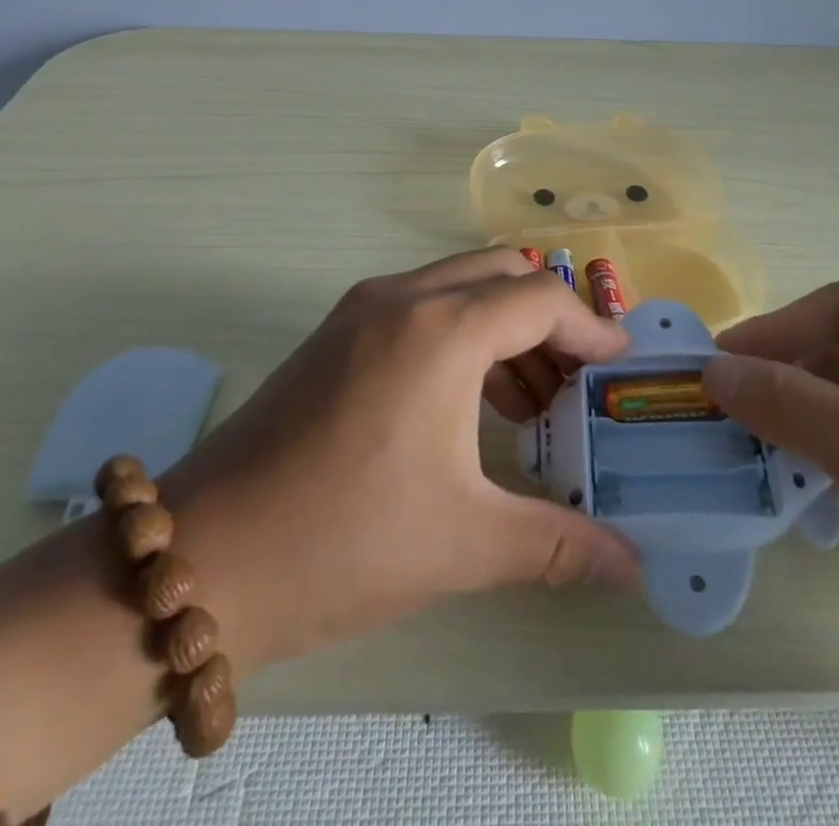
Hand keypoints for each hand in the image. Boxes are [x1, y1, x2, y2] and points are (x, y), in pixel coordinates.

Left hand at [161, 249, 638, 672]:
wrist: (206, 557)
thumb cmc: (346, 541)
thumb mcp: (464, 542)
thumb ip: (559, 544)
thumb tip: (632, 567)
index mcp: (441, 330)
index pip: (541, 299)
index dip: (589, 327)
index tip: (618, 364)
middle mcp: (403, 297)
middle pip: (501, 272)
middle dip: (549, 316)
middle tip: (575, 379)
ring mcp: (361, 308)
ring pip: (458, 283)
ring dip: (503, 323)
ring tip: (529, 401)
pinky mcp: (335, 331)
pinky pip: (420, 304)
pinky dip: (461, 331)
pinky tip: (467, 402)